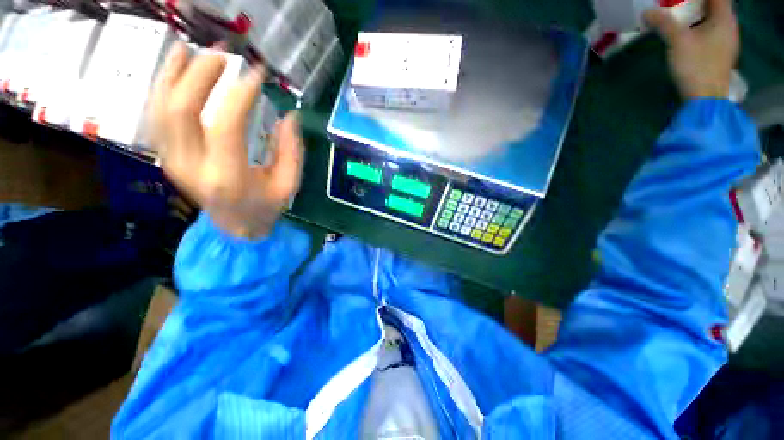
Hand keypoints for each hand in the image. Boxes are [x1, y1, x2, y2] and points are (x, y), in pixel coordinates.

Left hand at [149, 42, 303, 238]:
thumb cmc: (266, 207)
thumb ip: (291, 151)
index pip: (226, 126)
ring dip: (173, 74)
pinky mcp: (166, 156)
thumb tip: (289, 115)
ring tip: (191, 50)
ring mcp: (173, 161)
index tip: (257, 74)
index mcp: (229, 177)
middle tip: (223, 55)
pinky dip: (162, 89)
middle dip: (200, 74)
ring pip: (160, 109)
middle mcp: (193, 167)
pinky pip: (156, 117)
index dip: (240, 95)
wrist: (235, 228)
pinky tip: (174, 70)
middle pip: (181, 110)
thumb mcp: (289, 184)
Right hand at [644, 0, 739, 98]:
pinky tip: (688, 33)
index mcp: (724, 19)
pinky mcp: (719, 53)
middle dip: (698, 3)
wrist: (705, 99)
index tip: (682, 1)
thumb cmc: (697, 67)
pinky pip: (711, 32)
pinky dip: (699, 27)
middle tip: (677, 5)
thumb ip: (664, 23)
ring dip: (698, 15)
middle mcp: (729, 27)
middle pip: (715, 6)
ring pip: (713, 19)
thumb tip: (647, 12)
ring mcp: (726, 42)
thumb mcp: (678, 42)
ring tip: (680, 16)